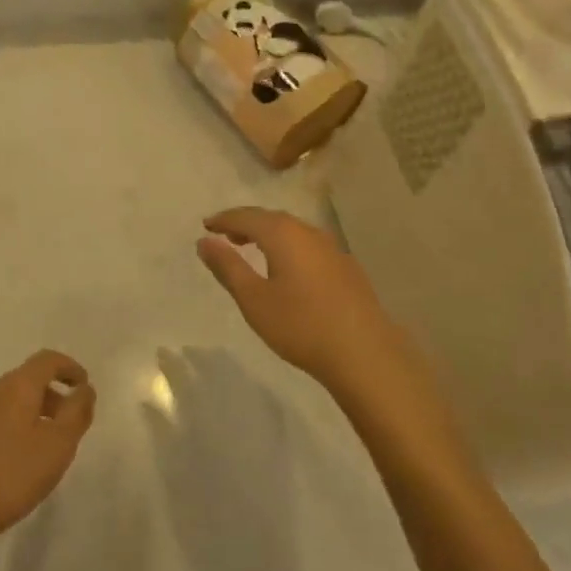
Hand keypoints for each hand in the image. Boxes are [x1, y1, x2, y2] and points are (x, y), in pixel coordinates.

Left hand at [0, 350, 95, 557]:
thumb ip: (77, 412)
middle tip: (70, 421)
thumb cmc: (12, 474)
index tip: (84, 385)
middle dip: (52, 394)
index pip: (47, 360)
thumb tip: (85, 389)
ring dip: (32, 414)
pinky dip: (12, 430)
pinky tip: (15, 462)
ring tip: (45, 446)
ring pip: (9, 403)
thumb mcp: (58, 445)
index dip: (69, 367)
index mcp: (17, 386)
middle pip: (27, 380)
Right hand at [195, 208, 411, 396]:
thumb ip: (227, 267)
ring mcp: (332, 248)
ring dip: (269, 235)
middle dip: (246, 223)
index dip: (224, 219)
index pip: (246, 216)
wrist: (365, 354)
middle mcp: (308, 232)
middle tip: (227, 235)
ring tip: (253, 249)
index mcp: (283, 234)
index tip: (206, 225)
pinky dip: (290, 247)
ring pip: (293, 231)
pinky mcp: (346, 267)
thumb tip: (205, 241)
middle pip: (271, 218)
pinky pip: (308, 246)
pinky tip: (289, 268)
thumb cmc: (301, 325)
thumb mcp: (253, 299)